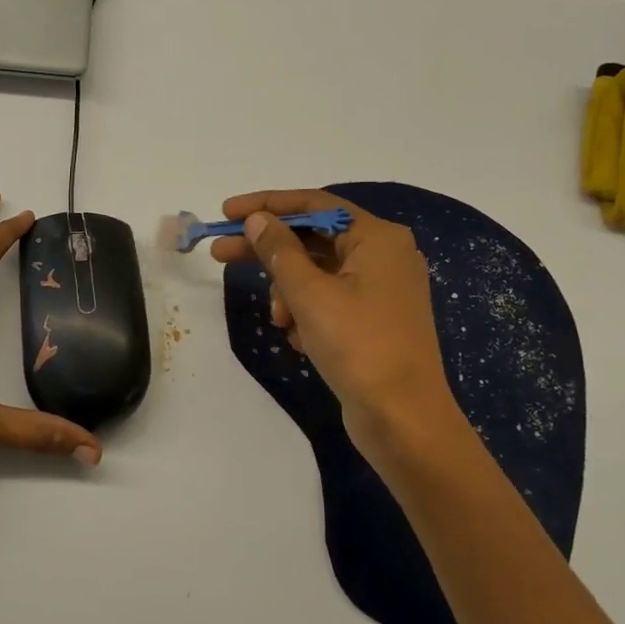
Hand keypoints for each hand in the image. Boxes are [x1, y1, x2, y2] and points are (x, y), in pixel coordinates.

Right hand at [211, 189, 465, 463]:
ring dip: (289, 292)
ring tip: (280, 320)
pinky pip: (329, 301)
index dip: (267, 205)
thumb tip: (258, 219)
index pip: (314, 205)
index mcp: (377, 237)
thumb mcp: (309, 294)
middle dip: (268, 251)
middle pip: (313, 239)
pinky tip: (300, 339)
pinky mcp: (375, 320)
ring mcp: (381, 289)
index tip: (227, 212)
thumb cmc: (358, 346)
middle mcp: (384, 255)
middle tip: (220, 254)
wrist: (403, 419)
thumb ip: (279, 250)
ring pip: (317, 274)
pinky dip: (307, 313)